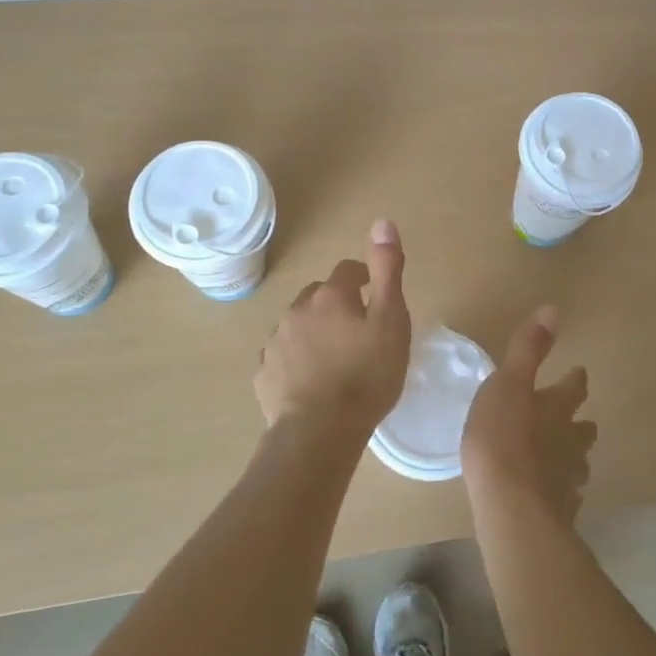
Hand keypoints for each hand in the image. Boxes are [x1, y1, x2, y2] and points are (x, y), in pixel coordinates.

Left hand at [254, 220, 411, 439]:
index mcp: (330, 296)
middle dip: (336, 304)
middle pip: (319, 296)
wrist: (320, 432)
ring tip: (335, 357)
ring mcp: (275, 342)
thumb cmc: (366, 375)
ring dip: (314, 331)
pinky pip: (282, 356)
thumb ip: (387, 270)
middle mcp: (297, 310)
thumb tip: (382, 222)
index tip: (374, 294)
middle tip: (357, 330)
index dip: (362, 278)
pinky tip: (310, 379)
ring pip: (298, 325)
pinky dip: (296, 359)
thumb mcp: (391, 319)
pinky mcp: (264, 374)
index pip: (347, 271)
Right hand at [460, 306, 596, 522]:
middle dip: (578, 421)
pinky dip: (559, 489)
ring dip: (571, 456)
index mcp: (557, 408)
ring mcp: (568, 478)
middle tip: (573, 418)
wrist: (512, 508)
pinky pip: (564, 495)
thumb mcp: (507, 384)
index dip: (575, 379)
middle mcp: (569, 441)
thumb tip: (553, 309)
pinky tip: (550, 495)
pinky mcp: (559, 510)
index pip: (574, 387)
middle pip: (582, 428)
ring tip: (562, 457)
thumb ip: (528, 349)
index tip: (579, 372)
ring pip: (577, 463)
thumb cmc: (503, 438)